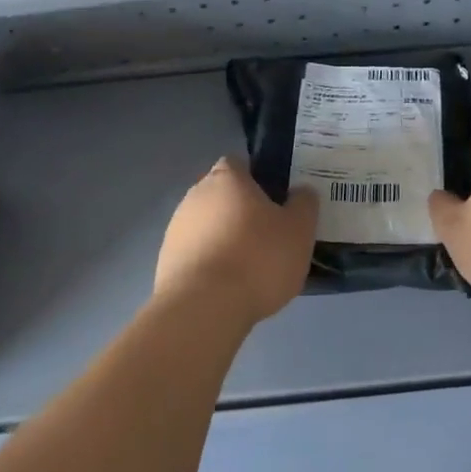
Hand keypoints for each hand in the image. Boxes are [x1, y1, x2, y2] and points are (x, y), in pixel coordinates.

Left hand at [155, 158, 318, 324]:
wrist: (204, 307)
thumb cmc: (258, 258)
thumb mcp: (299, 230)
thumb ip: (304, 204)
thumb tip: (301, 192)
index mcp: (226, 178)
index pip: (239, 164)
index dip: (258, 179)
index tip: (277, 201)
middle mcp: (195, 195)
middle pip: (222, 195)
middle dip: (242, 211)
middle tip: (269, 236)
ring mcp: (176, 228)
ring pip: (208, 226)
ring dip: (225, 239)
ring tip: (251, 269)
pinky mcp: (166, 261)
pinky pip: (196, 254)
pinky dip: (211, 264)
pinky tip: (229, 287)